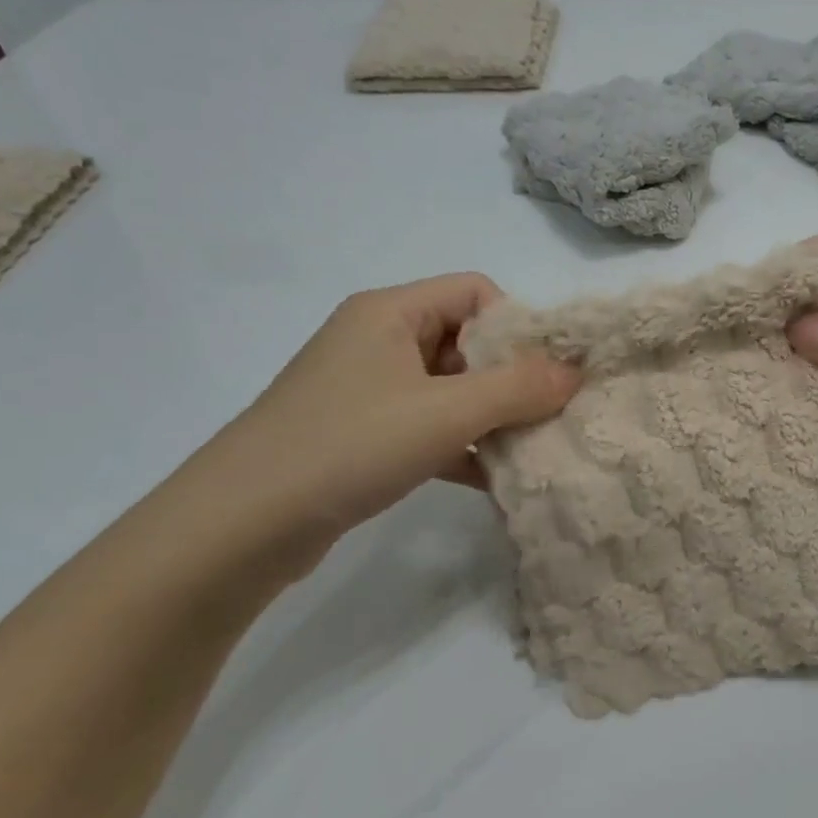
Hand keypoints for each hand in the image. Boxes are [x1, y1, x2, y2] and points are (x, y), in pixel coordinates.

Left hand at [203, 274, 578, 568]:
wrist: (242, 525)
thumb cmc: (349, 446)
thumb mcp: (445, 413)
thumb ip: (517, 389)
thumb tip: (575, 371)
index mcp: (390, 313)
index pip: (475, 292)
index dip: (518, 326)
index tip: (548, 374)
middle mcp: (378, 341)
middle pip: (466, 342)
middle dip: (511, 380)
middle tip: (549, 417)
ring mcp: (368, 392)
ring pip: (450, 391)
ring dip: (491, 419)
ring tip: (531, 452)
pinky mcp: (362, 437)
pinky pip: (428, 429)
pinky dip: (462, 449)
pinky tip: (494, 482)